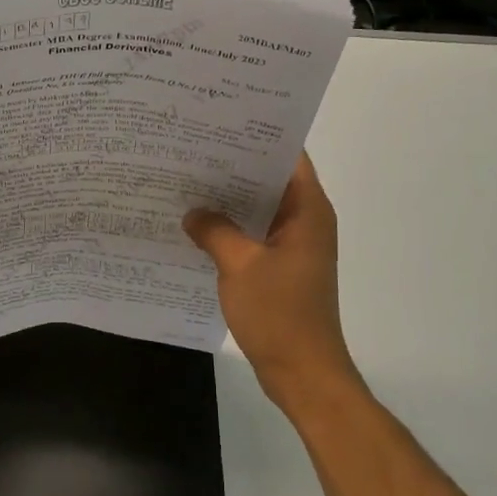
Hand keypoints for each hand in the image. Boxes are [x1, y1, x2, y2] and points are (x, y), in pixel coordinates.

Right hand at [183, 153, 356, 405]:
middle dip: (234, 166)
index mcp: (308, 211)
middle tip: (193, 150)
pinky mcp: (281, 270)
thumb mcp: (239, 265)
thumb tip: (193, 212)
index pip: (289, 156)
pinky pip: (254, 237)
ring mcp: (294, 248)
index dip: (257, 136)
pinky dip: (231, 228)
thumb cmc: (279, 313)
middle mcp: (306, 222)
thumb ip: (214, 231)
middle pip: (271, 180)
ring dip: (230, 200)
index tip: (221, 123)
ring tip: (188, 182)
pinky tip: (197, 226)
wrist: (302, 373)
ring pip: (260, 210)